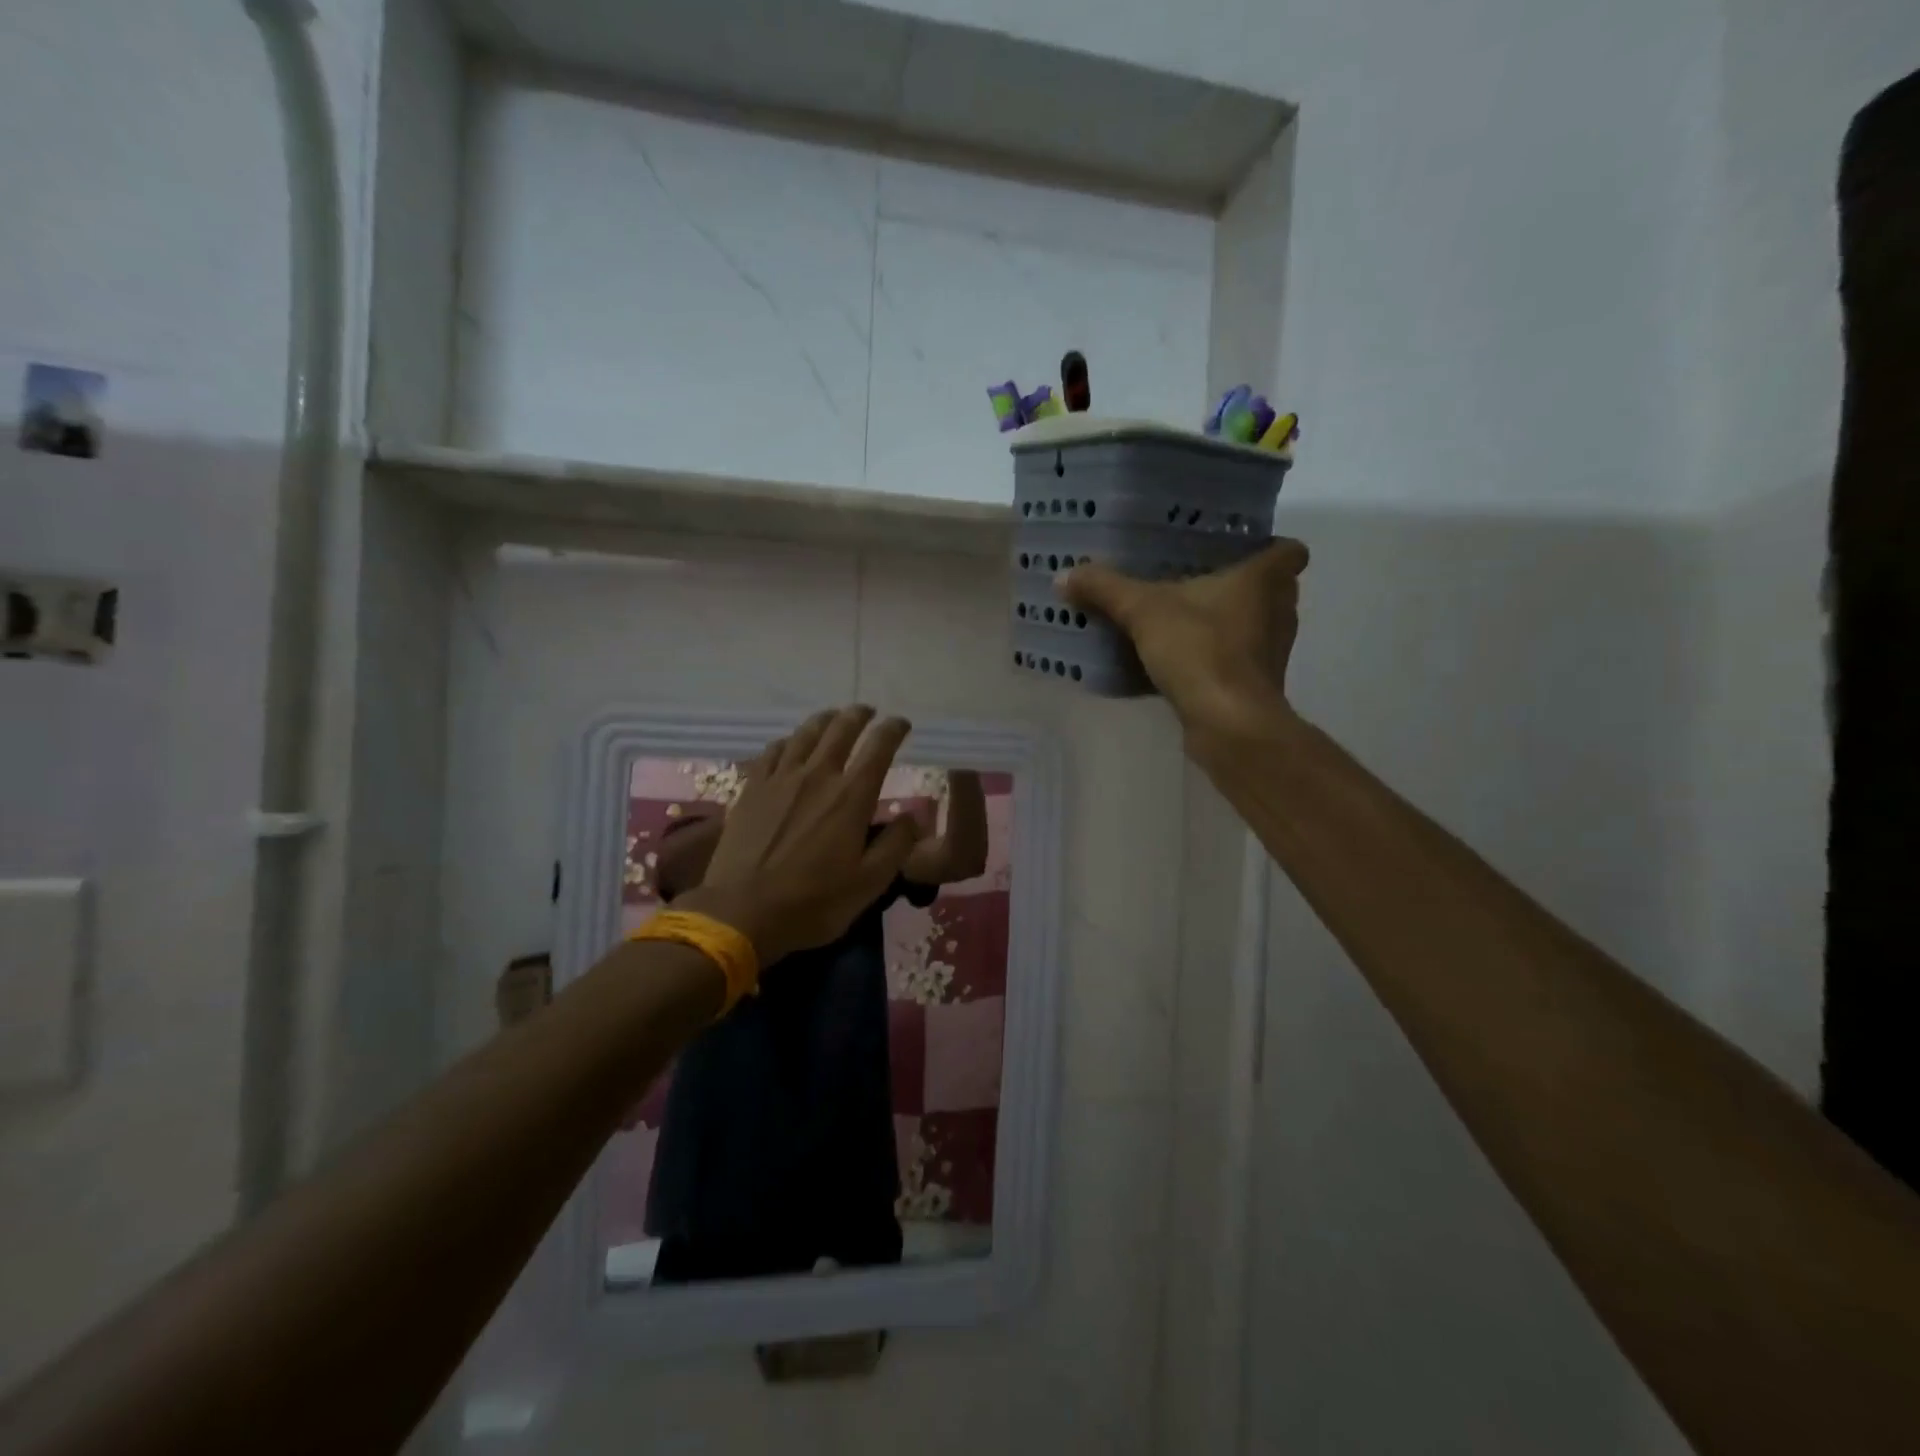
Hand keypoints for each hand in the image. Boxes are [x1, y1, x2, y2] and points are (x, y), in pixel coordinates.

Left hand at [674, 706, 923, 965]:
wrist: (741, 912)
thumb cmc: (812, 902)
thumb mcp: (869, 884)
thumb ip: (896, 846)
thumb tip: (912, 817)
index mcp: (851, 797)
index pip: (878, 748)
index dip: (893, 730)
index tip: (902, 724)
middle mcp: (817, 776)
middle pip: (841, 729)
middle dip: (859, 715)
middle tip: (868, 712)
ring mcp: (780, 779)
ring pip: (805, 733)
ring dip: (825, 720)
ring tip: (834, 717)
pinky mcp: (752, 788)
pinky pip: (773, 750)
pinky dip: (789, 741)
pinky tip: (791, 745)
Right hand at [1058, 539, 1309, 734]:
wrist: (1227, 722)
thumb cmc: (1199, 650)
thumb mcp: (1143, 611)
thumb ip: (1105, 589)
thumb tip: (1064, 575)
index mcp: (1264, 580)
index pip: (1290, 551)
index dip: (1271, 547)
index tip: (1241, 549)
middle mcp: (1279, 611)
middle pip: (1274, 588)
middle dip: (1244, 586)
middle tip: (1202, 581)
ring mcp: (1273, 652)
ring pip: (1258, 625)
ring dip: (1231, 623)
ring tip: (1188, 621)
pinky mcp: (1258, 685)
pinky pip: (1240, 661)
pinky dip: (1220, 658)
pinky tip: (1184, 662)